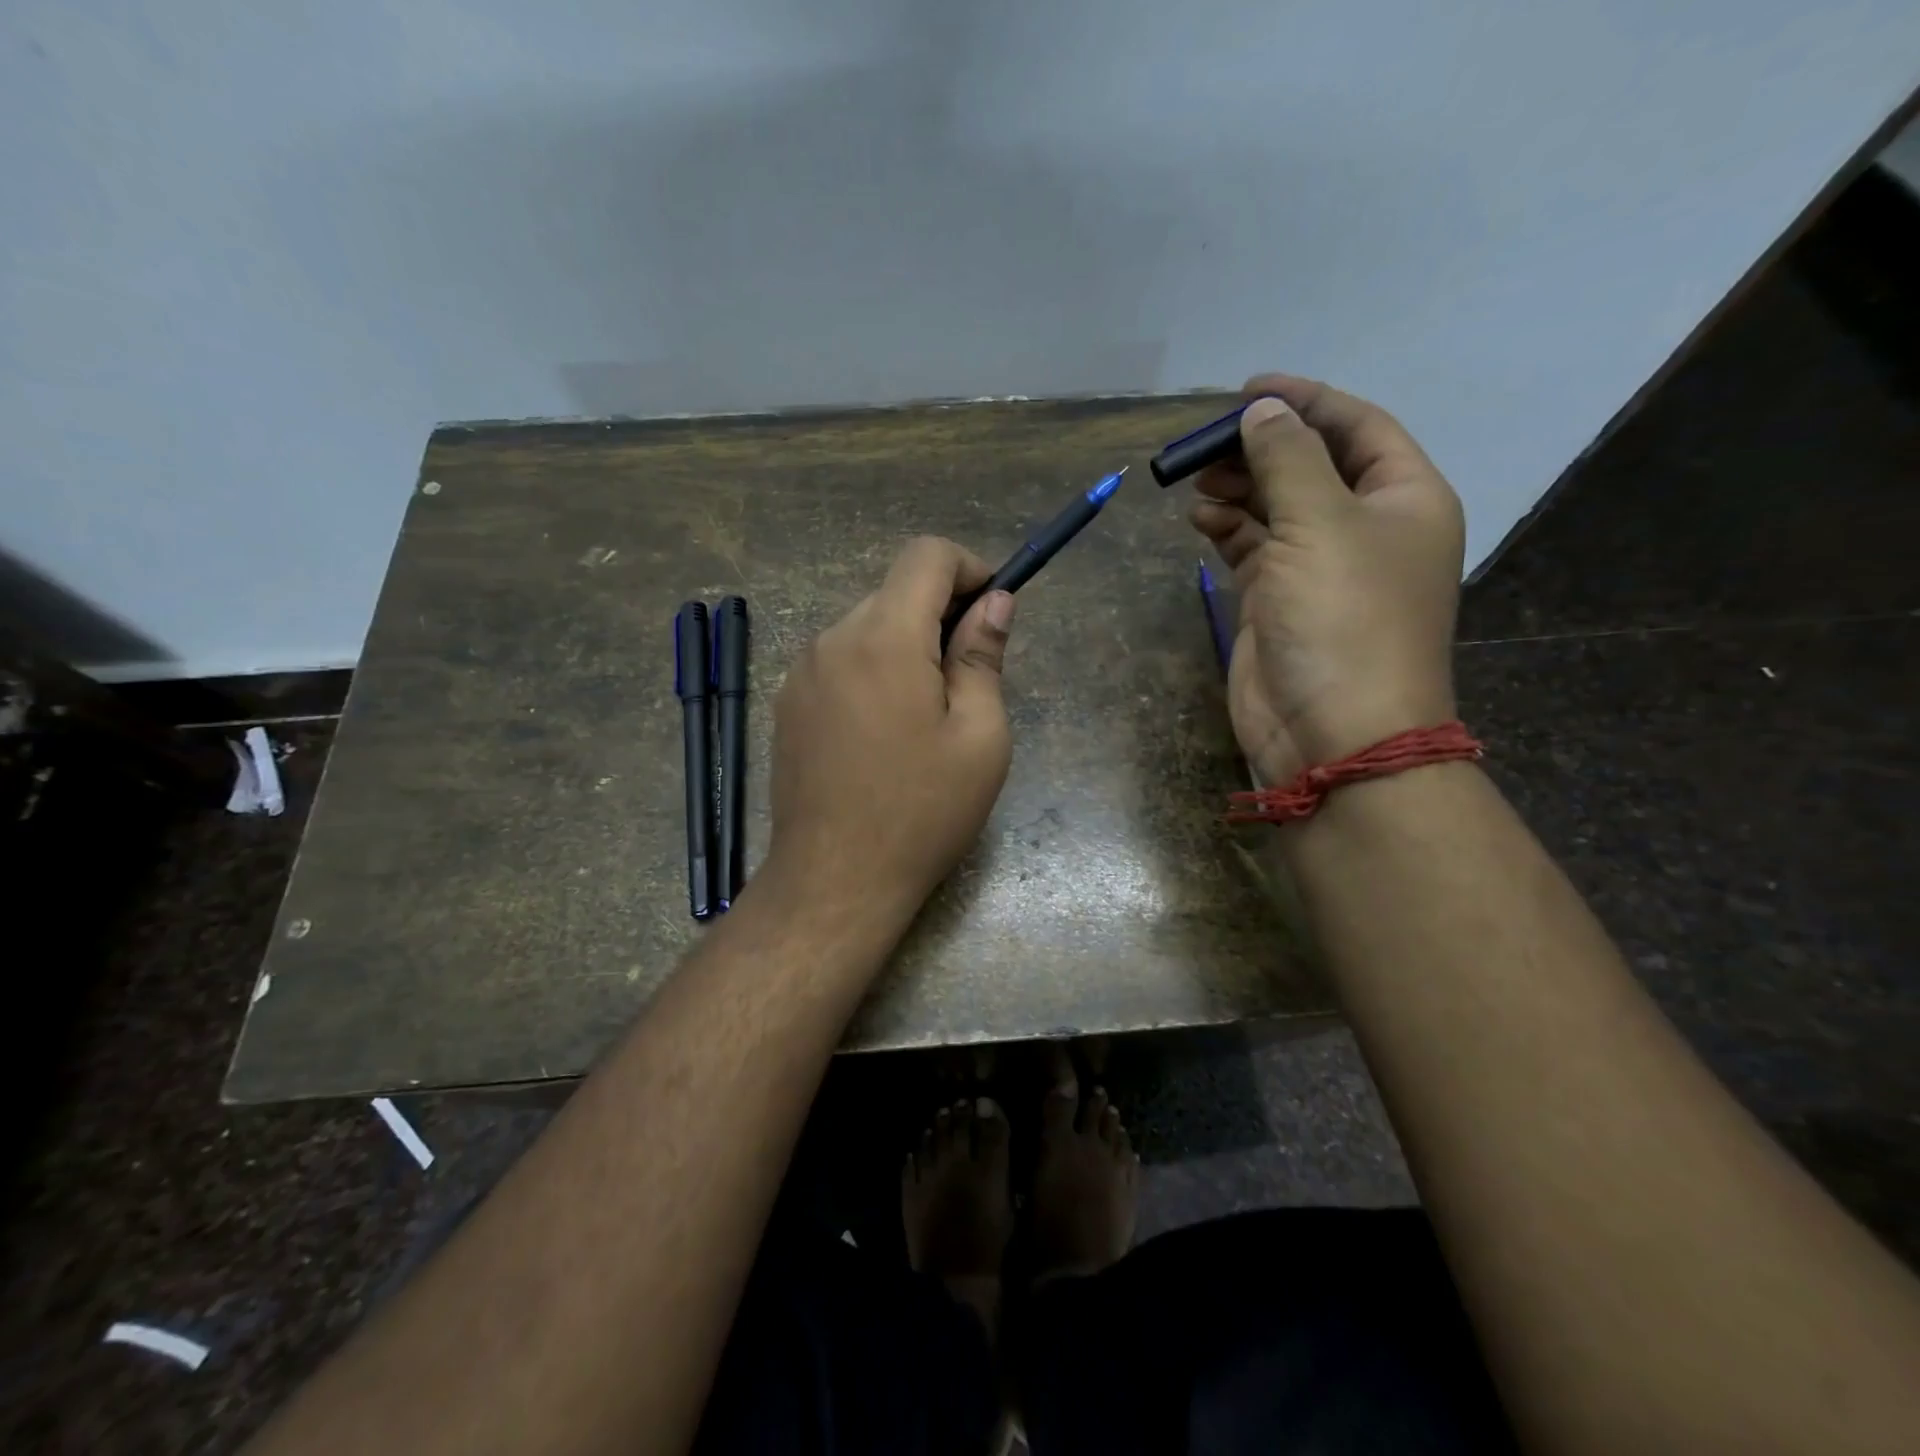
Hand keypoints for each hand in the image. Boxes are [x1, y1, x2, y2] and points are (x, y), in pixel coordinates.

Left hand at [761, 536, 1015, 927]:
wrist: (835, 879)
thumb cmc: (922, 812)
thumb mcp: (979, 737)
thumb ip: (983, 656)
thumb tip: (995, 601)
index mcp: (884, 637)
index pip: (926, 554)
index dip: (969, 568)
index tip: (991, 613)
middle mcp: (833, 638)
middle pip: (895, 592)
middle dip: (940, 616)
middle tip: (968, 681)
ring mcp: (801, 671)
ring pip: (866, 627)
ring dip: (905, 647)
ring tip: (926, 717)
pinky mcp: (787, 703)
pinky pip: (840, 661)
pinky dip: (872, 671)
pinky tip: (883, 734)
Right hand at [1191, 374, 1463, 785]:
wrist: (1333, 731)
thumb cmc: (1343, 619)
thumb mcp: (1320, 524)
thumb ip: (1288, 459)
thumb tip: (1262, 409)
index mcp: (1403, 499)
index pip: (1357, 427)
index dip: (1305, 402)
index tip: (1247, 389)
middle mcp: (1365, 528)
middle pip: (1311, 466)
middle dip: (1260, 449)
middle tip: (1205, 443)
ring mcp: (1320, 568)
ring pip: (1276, 508)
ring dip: (1238, 489)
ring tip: (1195, 481)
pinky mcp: (1279, 601)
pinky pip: (1253, 549)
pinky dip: (1227, 530)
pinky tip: (1199, 519)